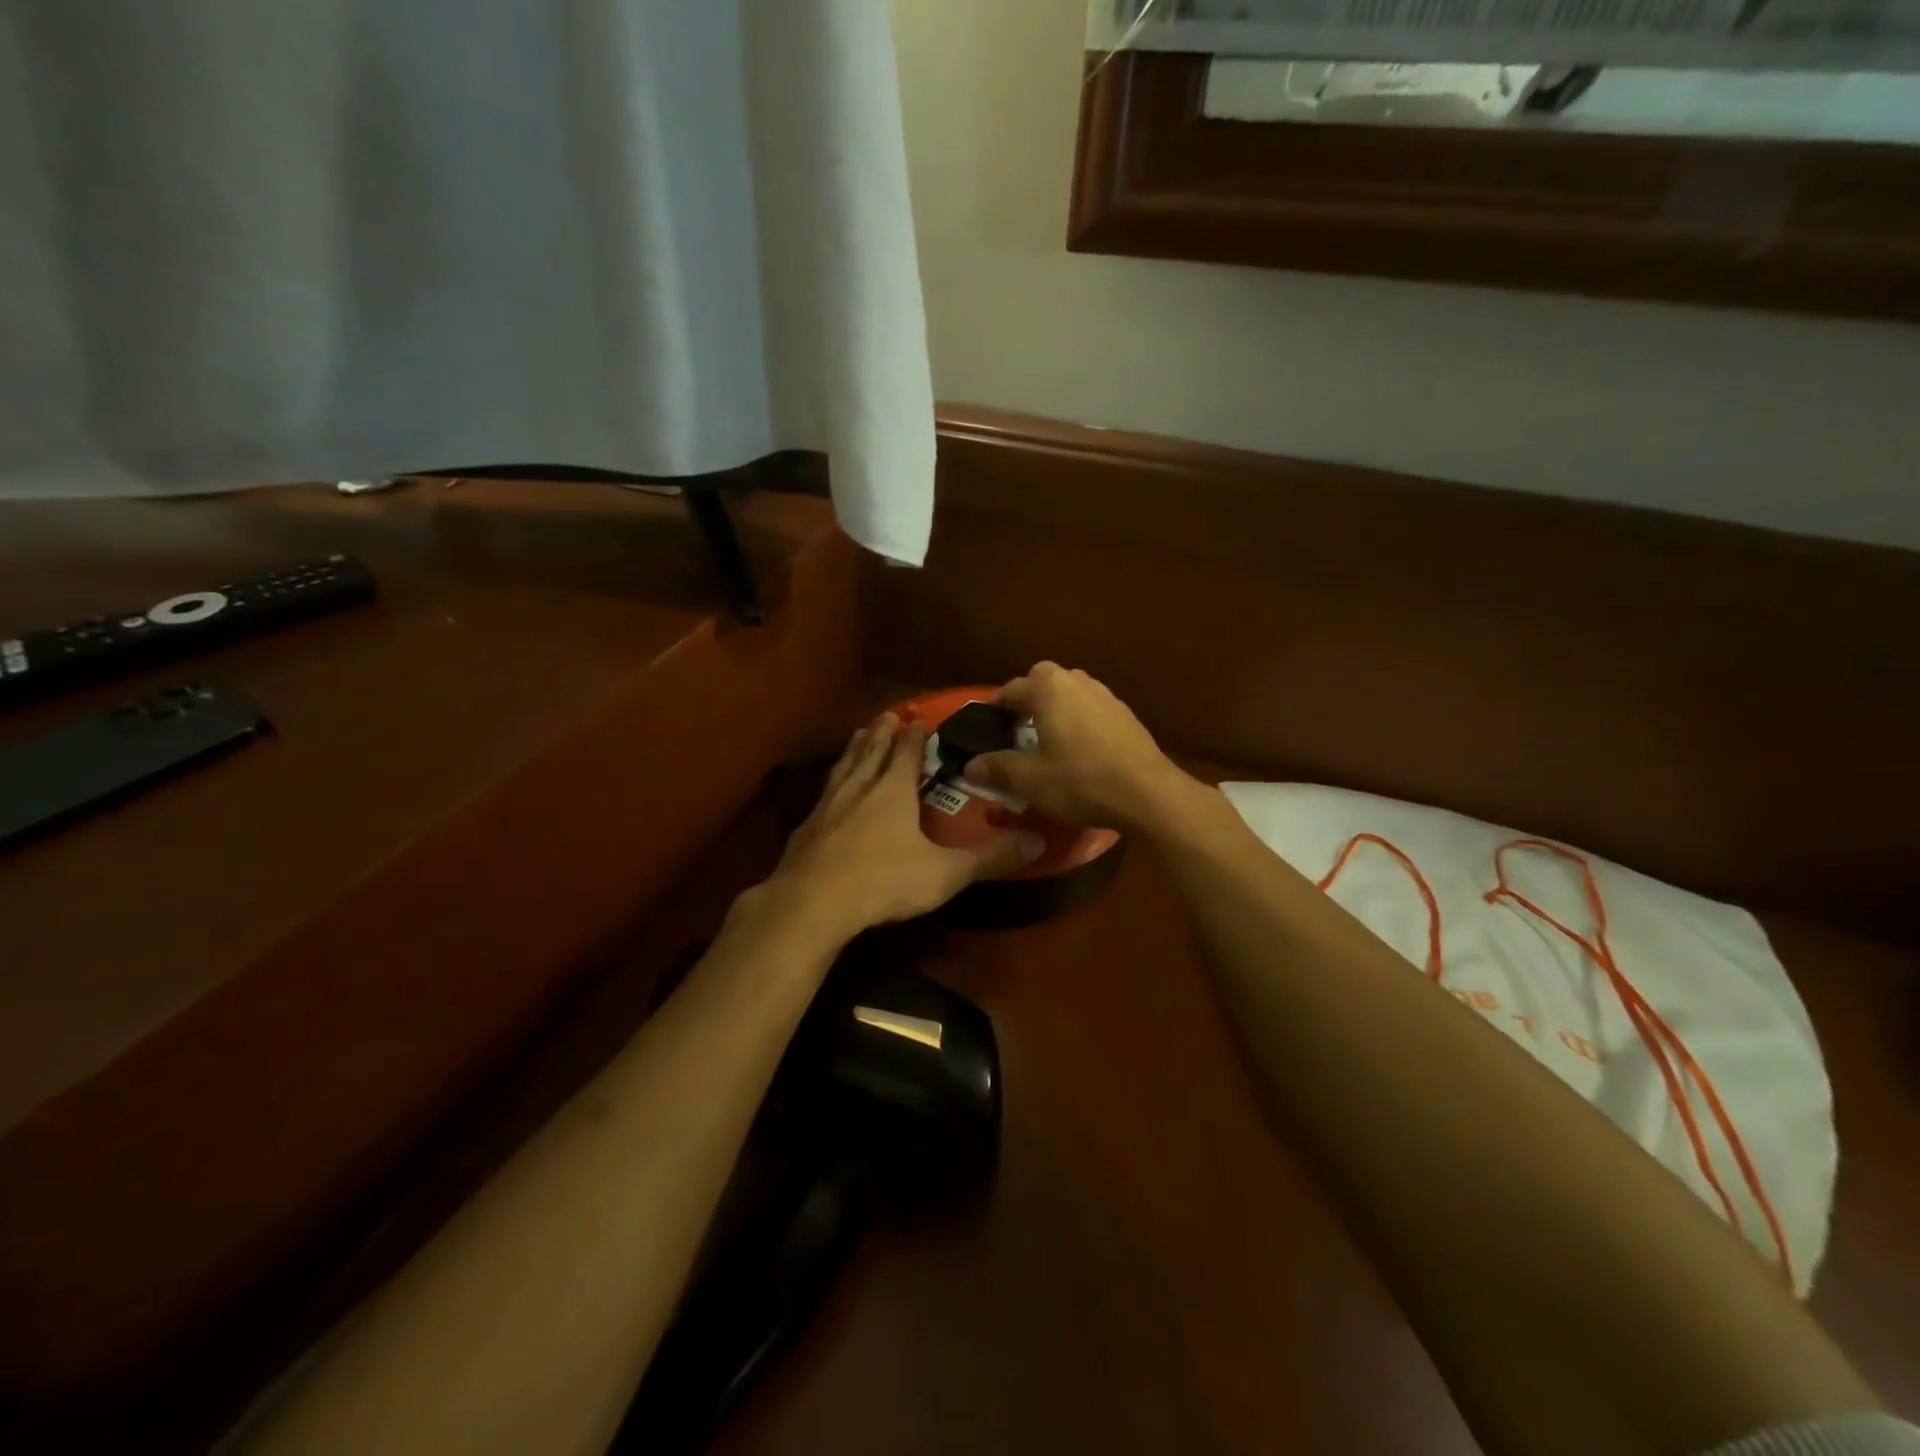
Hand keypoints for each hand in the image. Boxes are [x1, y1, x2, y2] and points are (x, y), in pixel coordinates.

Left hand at [760, 714, 1042, 942]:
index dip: (913, 736)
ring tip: (859, 736)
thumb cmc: (883, 881)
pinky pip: (823, 794)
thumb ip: (990, 858)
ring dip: (854, 749)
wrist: (812, 903)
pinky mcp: (805, 829)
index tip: (915, 718)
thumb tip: (1038, 841)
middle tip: (885, 716)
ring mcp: (827, 807)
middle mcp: (858, 789)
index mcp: (892, 791)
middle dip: (881, 734)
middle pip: (871, 752)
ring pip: (844, 768)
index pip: (905, 753)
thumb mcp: (945, 873)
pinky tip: (828, 793)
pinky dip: (831, 783)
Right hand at [964, 663, 1191, 830]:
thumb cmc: (1080, 781)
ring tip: (1050, 735)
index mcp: (1049, 689)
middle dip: (1030, 696)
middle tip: (1020, 725)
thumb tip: (969, 766)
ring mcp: (1107, 696)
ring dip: (1058, 705)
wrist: (1147, 793)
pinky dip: (1081, 719)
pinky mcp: (1127, 715)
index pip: (1013, 688)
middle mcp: (1077, 682)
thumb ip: (997, 768)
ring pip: (1073, 690)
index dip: (997, 705)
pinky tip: (1081, 747)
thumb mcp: (1030, 780)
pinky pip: (1093, 708)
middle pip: (1046, 679)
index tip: (989, 723)